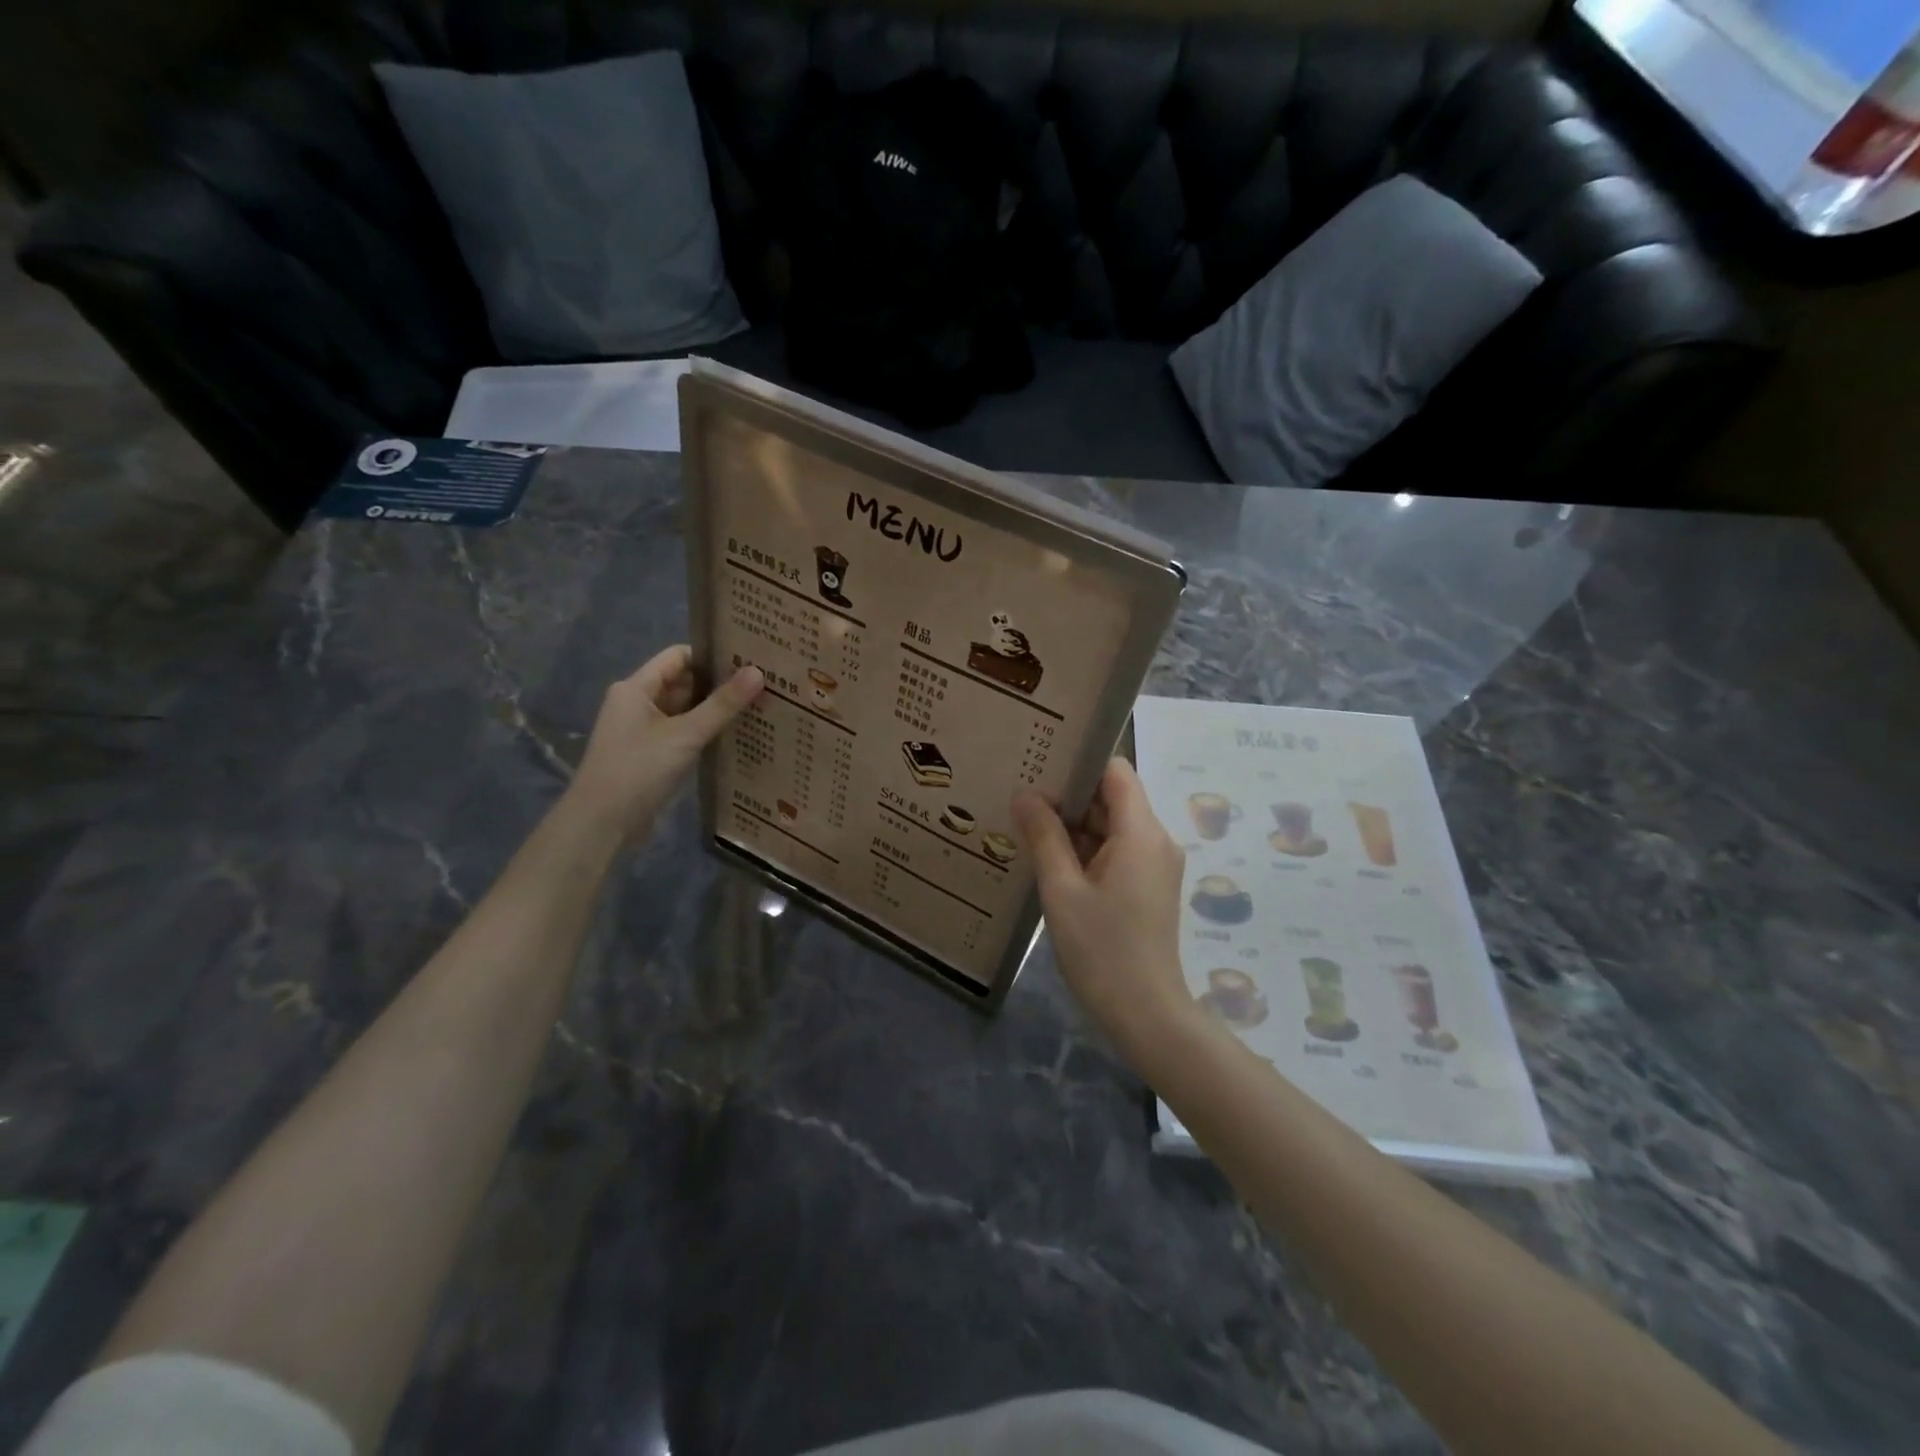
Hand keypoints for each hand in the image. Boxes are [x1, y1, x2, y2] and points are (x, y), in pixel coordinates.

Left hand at [566, 646, 762, 843]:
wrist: (602, 824)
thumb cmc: (638, 770)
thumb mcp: (685, 734)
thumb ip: (722, 704)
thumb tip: (758, 671)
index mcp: (636, 688)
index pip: (679, 657)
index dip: (712, 655)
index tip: (749, 658)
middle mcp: (638, 703)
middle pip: (684, 683)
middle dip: (719, 684)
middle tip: (763, 683)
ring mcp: (643, 731)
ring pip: (685, 710)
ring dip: (715, 710)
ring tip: (758, 706)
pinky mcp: (651, 755)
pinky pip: (683, 733)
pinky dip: (705, 732)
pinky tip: (736, 736)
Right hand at [1013, 758, 1192, 1056]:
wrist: (1146, 1014)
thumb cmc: (1101, 950)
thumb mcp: (1062, 890)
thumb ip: (1044, 836)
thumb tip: (1025, 794)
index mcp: (1141, 833)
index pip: (1116, 771)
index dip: (1080, 763)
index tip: (1040, 767)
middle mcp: (1156, 840)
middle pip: (1113, 797)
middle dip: (1070, 796)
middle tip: (1022, 796)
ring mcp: (1156, 864)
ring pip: (1113, 826)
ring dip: (1075, 826)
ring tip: (1028, 825)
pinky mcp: (1150, 885)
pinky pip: (1118, 850)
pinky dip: (1087, 849)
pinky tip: (1051, 860)